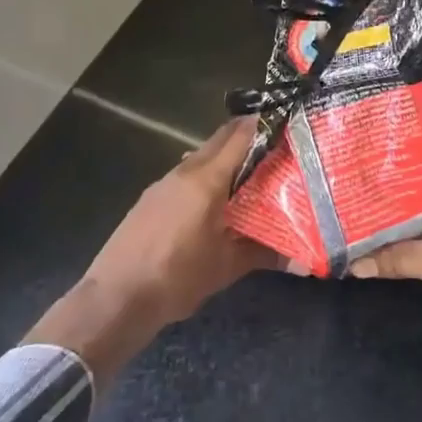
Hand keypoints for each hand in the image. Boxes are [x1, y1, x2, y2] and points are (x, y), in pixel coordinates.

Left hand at [27, 119, 272, 381]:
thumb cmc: (177, 277)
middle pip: (220, 139)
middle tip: (275, 145)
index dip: (264, 125)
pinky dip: (205, 175)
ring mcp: (163, 183)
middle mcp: (185, 171)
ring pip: (200, 156)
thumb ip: (265, 255)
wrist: (116, 298)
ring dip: (224, 157)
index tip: (287, 123)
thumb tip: (305, 262)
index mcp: (207, 180)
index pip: (240, 136)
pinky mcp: (150, 198)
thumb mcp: (226, 267)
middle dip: (246, 136)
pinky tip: (214, 201)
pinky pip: (184, 173)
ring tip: (250, 174)